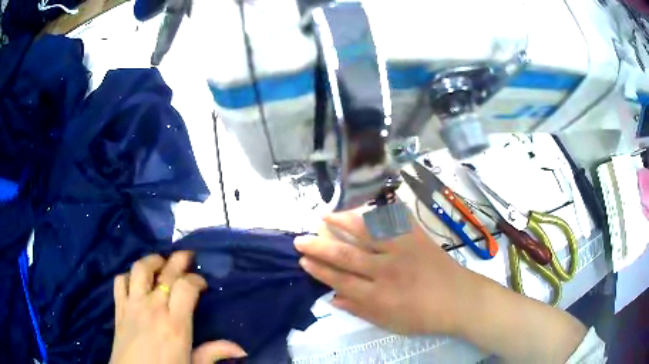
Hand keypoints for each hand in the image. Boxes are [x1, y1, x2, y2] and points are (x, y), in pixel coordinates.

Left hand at [110, 251, 246, 363]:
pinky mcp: (119, 307)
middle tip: (187, 255)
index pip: (186, 287)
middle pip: (165, 273)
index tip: (202, 283)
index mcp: (175, 323)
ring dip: (151, 261)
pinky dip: (128, 275)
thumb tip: (241, 349)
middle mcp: (153, 307)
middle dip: (178, 260)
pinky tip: (135, 280)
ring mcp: (133, 304)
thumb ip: (213, 354)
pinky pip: (120, 281)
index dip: (196, 280)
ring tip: (160, 263)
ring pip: (140, 270)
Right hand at [294, 211, 474, 335]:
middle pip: (345, 255)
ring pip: (366, 232)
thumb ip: (359, 310)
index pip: (340, 280)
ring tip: (324, 216)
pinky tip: (362, 208)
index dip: (319, 270)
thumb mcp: (389, 323)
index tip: (303, 260)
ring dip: (342, 222)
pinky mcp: (417, 237)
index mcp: (378, 296)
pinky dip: (375, 212)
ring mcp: (402, 250)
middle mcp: (386, 270)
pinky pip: (394, 220)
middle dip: (319, 247)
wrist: (459, 299)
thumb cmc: (424, 317)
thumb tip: (332, 298)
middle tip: (300, 239)